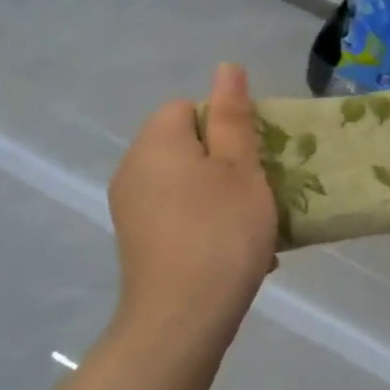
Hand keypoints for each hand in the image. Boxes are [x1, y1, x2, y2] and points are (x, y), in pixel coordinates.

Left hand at [108, 63, 278, 346]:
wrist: (181, 321)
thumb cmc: (220, 233)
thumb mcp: (240, 168)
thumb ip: (232, 116)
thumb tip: (225, 68)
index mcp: (156, 141)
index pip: (189, 107)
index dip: (225, 126)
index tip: (251, 159)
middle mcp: (133, 167)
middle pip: (186, 146)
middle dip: (225, 164)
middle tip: (258, 194)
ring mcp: (130, 208)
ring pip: (185, 184)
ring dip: (219, 197)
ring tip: (252, 229)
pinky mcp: (137, 241)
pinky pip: (176, 215)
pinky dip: (203, 224)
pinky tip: (231, 254)